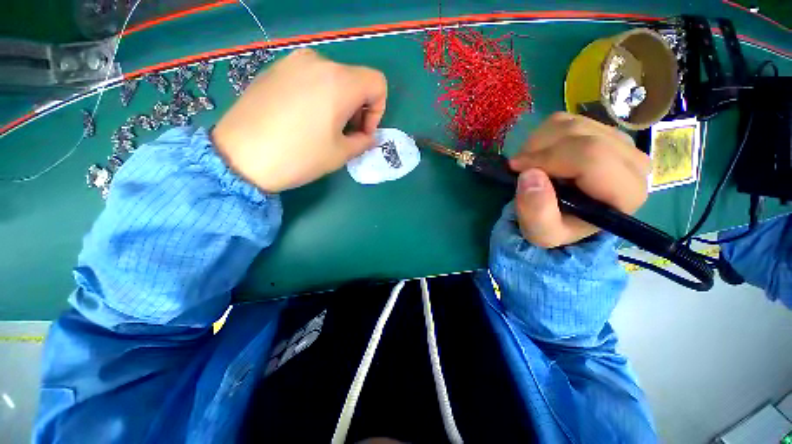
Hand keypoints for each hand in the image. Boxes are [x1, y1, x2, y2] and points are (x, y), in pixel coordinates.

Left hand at [212, 48, 387, 192]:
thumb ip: (363, 142)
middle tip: (346, 134)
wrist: (240, 156)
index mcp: (340, 82)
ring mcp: (293, 63)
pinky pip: (310, 79)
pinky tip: (303, 119)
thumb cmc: (299, 156)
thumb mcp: (341, 154)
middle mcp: (318, 62)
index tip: (363, 132)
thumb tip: (368, 136)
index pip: (377, 84)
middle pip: (355, 80)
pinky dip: (318, 97)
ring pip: (333, 79)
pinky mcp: (275, 70)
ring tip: (324, 128)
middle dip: (358, 108)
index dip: (378, 110)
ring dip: (339, 103)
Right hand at [508, 112, 649, 247]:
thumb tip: (529, 175)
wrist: (565, 217)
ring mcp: (620, 141)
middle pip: (581, 136)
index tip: (516, 169)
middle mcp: (633, 162)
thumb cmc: (556, 227)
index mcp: (626, 193)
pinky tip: (540, 154)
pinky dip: (543, 135)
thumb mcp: (541, 233)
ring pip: (572, 124)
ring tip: (529, 164)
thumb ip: (536, 212)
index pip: (591, 157)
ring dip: (539, 142)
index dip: (547, 158)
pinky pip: (567, 119)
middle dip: (539, 149)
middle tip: (519, 167)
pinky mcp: (603, 130)